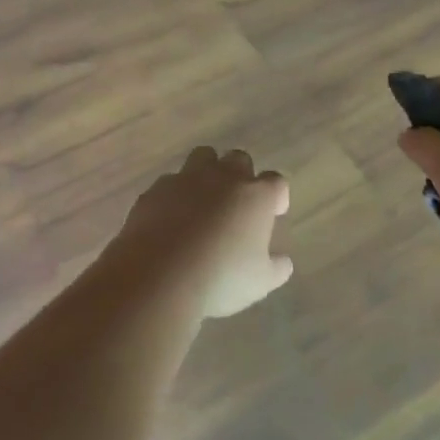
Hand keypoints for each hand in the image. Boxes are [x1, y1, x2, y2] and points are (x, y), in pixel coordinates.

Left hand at [106, 148, 291, 319]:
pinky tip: (171, 218)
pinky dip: (175, 194)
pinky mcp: (156, 189)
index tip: (274, 212)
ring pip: (203, 157)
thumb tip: (283, 263)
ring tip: (204, 199)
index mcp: (256, 196)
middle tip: (238, 203)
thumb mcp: (259, 283)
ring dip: (208, 172)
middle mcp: (224, 178)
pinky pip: (170, 182)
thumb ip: (276, 268)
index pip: (276, 182)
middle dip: (242, 175)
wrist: (159, 276)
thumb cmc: (220, 278)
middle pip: (239, 159)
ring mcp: (187, 179)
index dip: (276, 196)